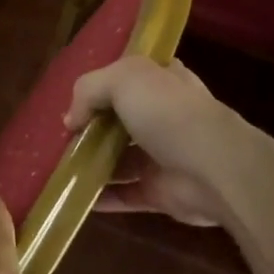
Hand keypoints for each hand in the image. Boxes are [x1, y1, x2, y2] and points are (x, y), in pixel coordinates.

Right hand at [66, 56, 248, 226]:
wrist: (215, 169)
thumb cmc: (169, 113)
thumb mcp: (123, 79)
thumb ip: (89, 90)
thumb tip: (71, 120)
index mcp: (163, 81)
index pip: (131, 76)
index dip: (102, 84)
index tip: (74, 98)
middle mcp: (164, 116)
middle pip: (121, 119)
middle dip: (92, 127)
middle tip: (61, 135)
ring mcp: (163, 156)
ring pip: (120, 158)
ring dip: (92, 162)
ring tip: (58, 166)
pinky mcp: (160, 191)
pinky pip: (124, 194)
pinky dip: (100, 197)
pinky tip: (72, 197)